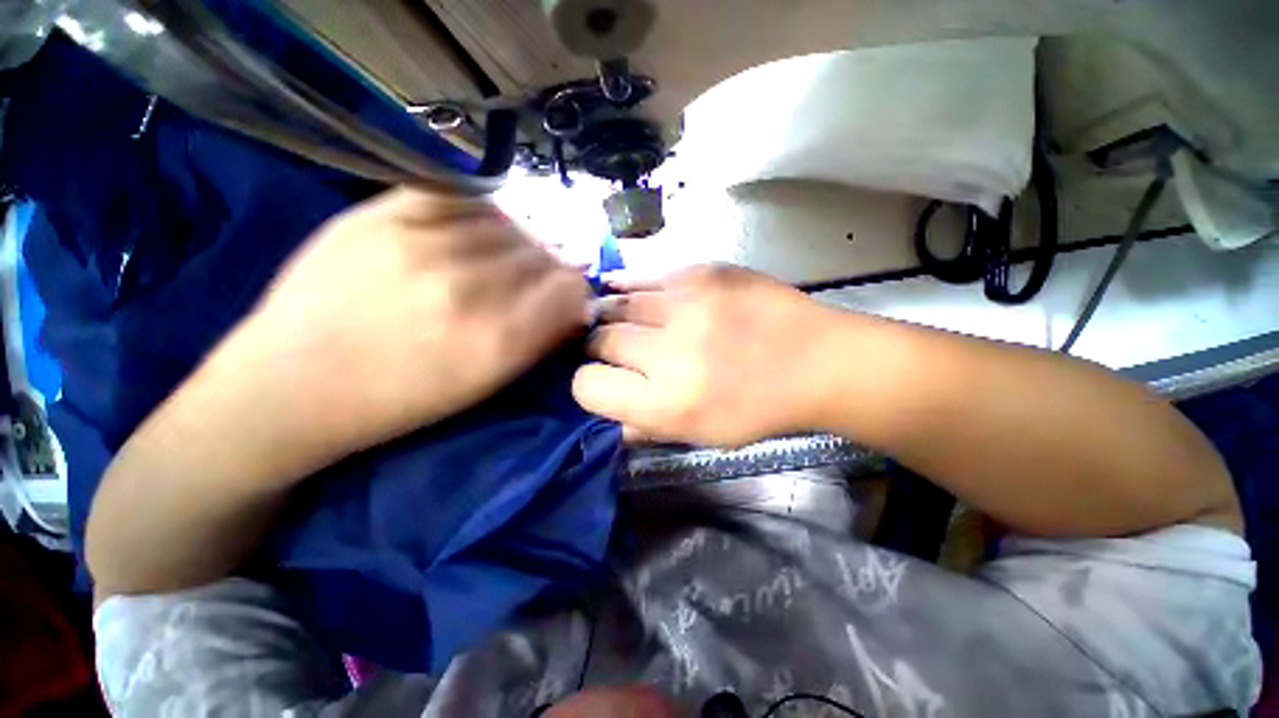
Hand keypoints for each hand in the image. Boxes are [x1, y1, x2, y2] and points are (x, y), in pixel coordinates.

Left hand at [210, 187, 588, 474]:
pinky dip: (479, 214)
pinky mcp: (382, 214)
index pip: (571, 288)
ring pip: (509, 225)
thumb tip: (573, 303)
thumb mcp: (486, 383)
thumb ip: (539, 337)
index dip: (574, 293)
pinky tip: (469, 233)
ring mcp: (422, 244)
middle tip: (527, 286)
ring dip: (515, 245)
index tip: (562, 301)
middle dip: (546, 273)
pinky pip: (462, 197)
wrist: (292, 384)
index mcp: (497, 340)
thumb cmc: (398, 399)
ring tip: (495, 262)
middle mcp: (469, 288)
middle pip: (543, 256)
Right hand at [573, 265, 838, 446]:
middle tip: (616, 350)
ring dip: (614, 316)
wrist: (818, 361)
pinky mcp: (704, 274)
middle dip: (600, 347)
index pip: (588, 386)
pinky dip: (630, 287)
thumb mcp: (700, 436)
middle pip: (600, 340)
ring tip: (622, 322)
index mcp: (667, 403)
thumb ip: (645, 426)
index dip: (588, 385)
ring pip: (618, 304)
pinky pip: (646, 277)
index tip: (602, 381)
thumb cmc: (758, 409)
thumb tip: (607, 414)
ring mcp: (687, 306)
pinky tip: (628, 293)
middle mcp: (669, 352)